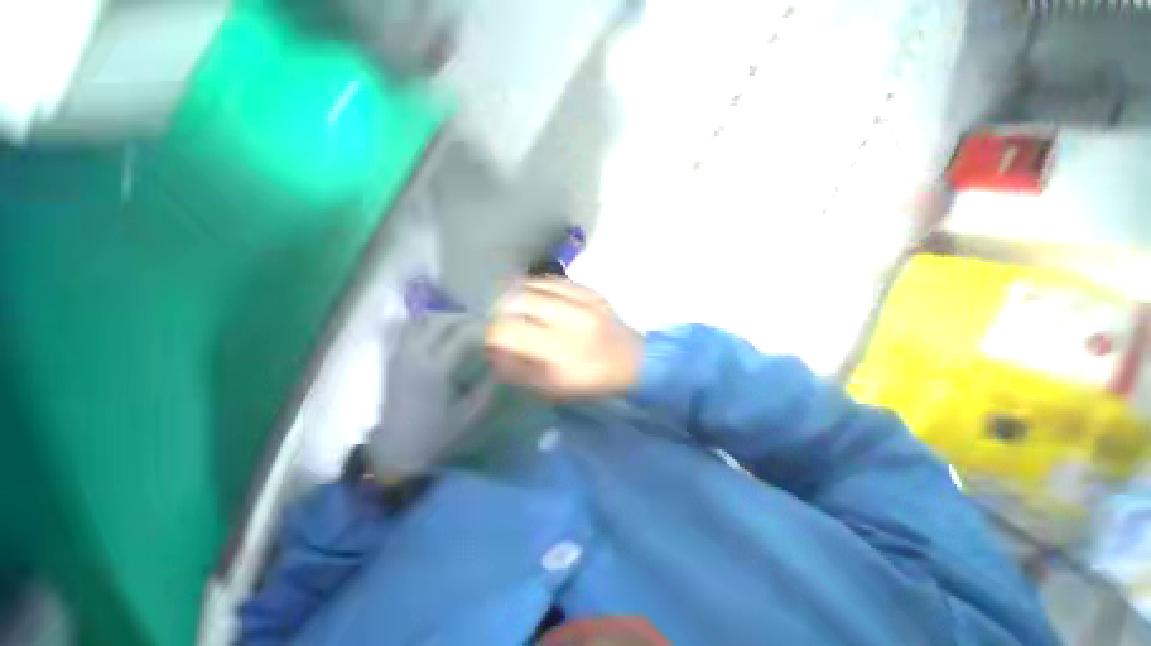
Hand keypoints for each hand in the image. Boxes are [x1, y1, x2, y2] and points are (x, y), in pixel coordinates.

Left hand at [366, 314, 493, 482]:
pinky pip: (409, 328)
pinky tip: (441, 330)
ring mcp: (401, 354)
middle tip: (484, 323)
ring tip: (464, 324)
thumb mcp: (469, 414)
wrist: (394, 449)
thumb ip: (488, 386)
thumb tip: (501, 362)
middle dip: (466, 317)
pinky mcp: (394, 358)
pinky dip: (428, 323)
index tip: (499, 328)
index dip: (483, 328)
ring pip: (422, 320)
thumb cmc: (434, 433)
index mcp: (435, 370)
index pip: (462, 336)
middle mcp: (415, 355)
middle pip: (441, 320)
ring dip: (446, 317)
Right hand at [484, 279, 642, 399]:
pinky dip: (536, 287)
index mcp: (562, 351)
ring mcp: (583, 299)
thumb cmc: (591, 381)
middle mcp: (572, 319)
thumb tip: (492, 350)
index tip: (492, 341)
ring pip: (534, 284)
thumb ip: (518, 370)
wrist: (633, 361)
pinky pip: (553, 280)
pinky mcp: (591, 290)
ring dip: (517, 295)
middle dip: (501, 310)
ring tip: (516, 308)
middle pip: (519, 299)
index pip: (509, 331)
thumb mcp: (552, 389)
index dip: (493, 335)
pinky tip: (535, 297)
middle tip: (502, 321)